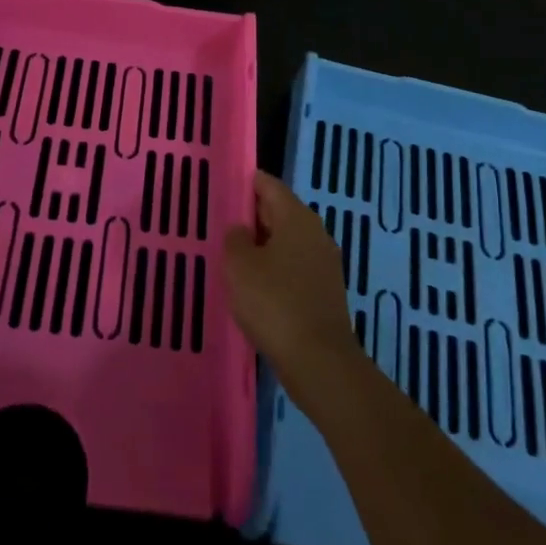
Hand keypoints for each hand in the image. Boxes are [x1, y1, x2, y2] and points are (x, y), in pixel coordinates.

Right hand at [221, 172, 362, 397]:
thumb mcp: (239, 265)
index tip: (223, 187)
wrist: (319, 361)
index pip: (269, 185)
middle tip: (221, 222)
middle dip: (252, 215)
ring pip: (286, 242)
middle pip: (280, 212)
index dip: (246, 183)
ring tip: (232, 255)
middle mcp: (315, 233)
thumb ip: (235, 239)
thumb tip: (241, 231)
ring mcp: (324, 264)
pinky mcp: (324, 292)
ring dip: (262, 246)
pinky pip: (294, 268)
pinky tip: (254, 286)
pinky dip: (274, 270)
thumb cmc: (274, 303)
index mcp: (297, 217)